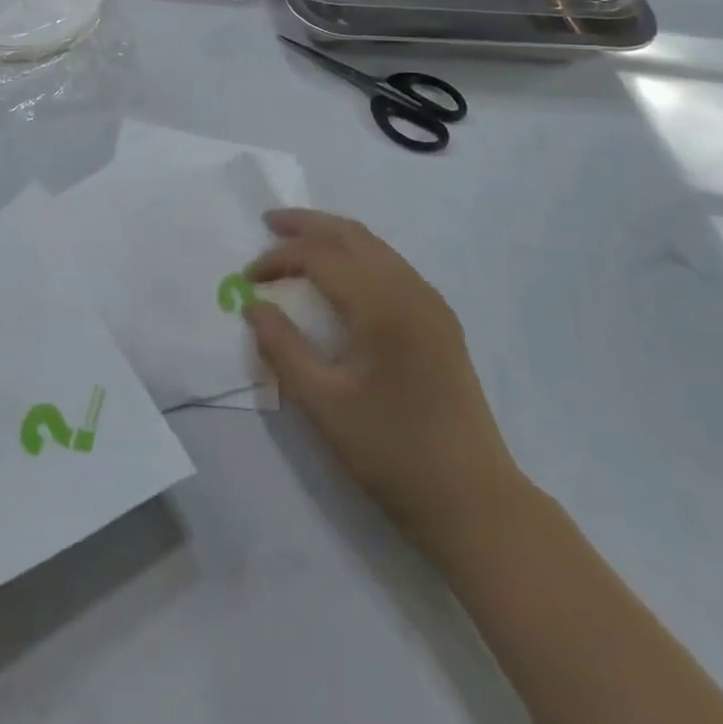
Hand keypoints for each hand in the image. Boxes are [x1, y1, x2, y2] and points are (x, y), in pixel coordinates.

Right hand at [243, 210, 524, 556]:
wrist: (474, 501)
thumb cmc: (392, 452)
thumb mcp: (323, 404)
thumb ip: (282, 347)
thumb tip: (253, 305)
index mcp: (383, 305)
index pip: (321, 257)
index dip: (279, 258)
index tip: (248, 277)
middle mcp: (411, 290)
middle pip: (352, 235)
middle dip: (308, 224)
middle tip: (269, 222)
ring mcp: (431, 303)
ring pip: (375, 246)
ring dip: (333, 237)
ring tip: (297, 241)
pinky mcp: (440, 320)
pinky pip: (391, 266)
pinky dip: (357, 256)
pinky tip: (339, 274)